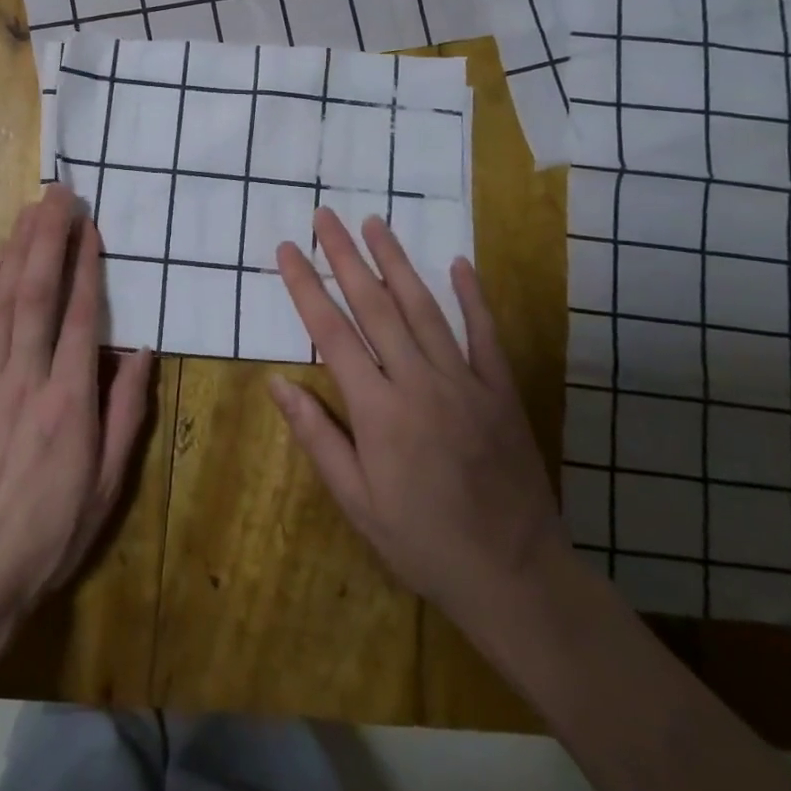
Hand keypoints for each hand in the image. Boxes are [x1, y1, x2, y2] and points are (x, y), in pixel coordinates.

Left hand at [0, 185, 154, 631]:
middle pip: (35, 292)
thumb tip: (141, 353)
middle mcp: (25, 378)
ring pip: (0, 300)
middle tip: (58, 194)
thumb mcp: (107, 486)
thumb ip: (126, 413)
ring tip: (28, 213)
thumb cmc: (46, 534)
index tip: (89, 226)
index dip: (85, 264)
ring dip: (14, 251)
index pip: (79, 315)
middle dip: (47, 237)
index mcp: (68, 401)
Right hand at [271, 209, 569, 633]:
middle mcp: (419, 382)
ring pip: (424, 308)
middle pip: (374, 305)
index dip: (305, 286)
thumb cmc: (421, 541)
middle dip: (345, 256)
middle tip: (325, 216)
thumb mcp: (356, 500)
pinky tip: (459, 262)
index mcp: (378, 410)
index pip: (331, 332)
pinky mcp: (501, 390)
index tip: (288, 249)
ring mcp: (465, 381)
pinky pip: (484, 334)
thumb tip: (277, 382)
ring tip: (375, 222)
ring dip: (397, 261)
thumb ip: (317, 436)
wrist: (514, 574)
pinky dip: (472, 296)